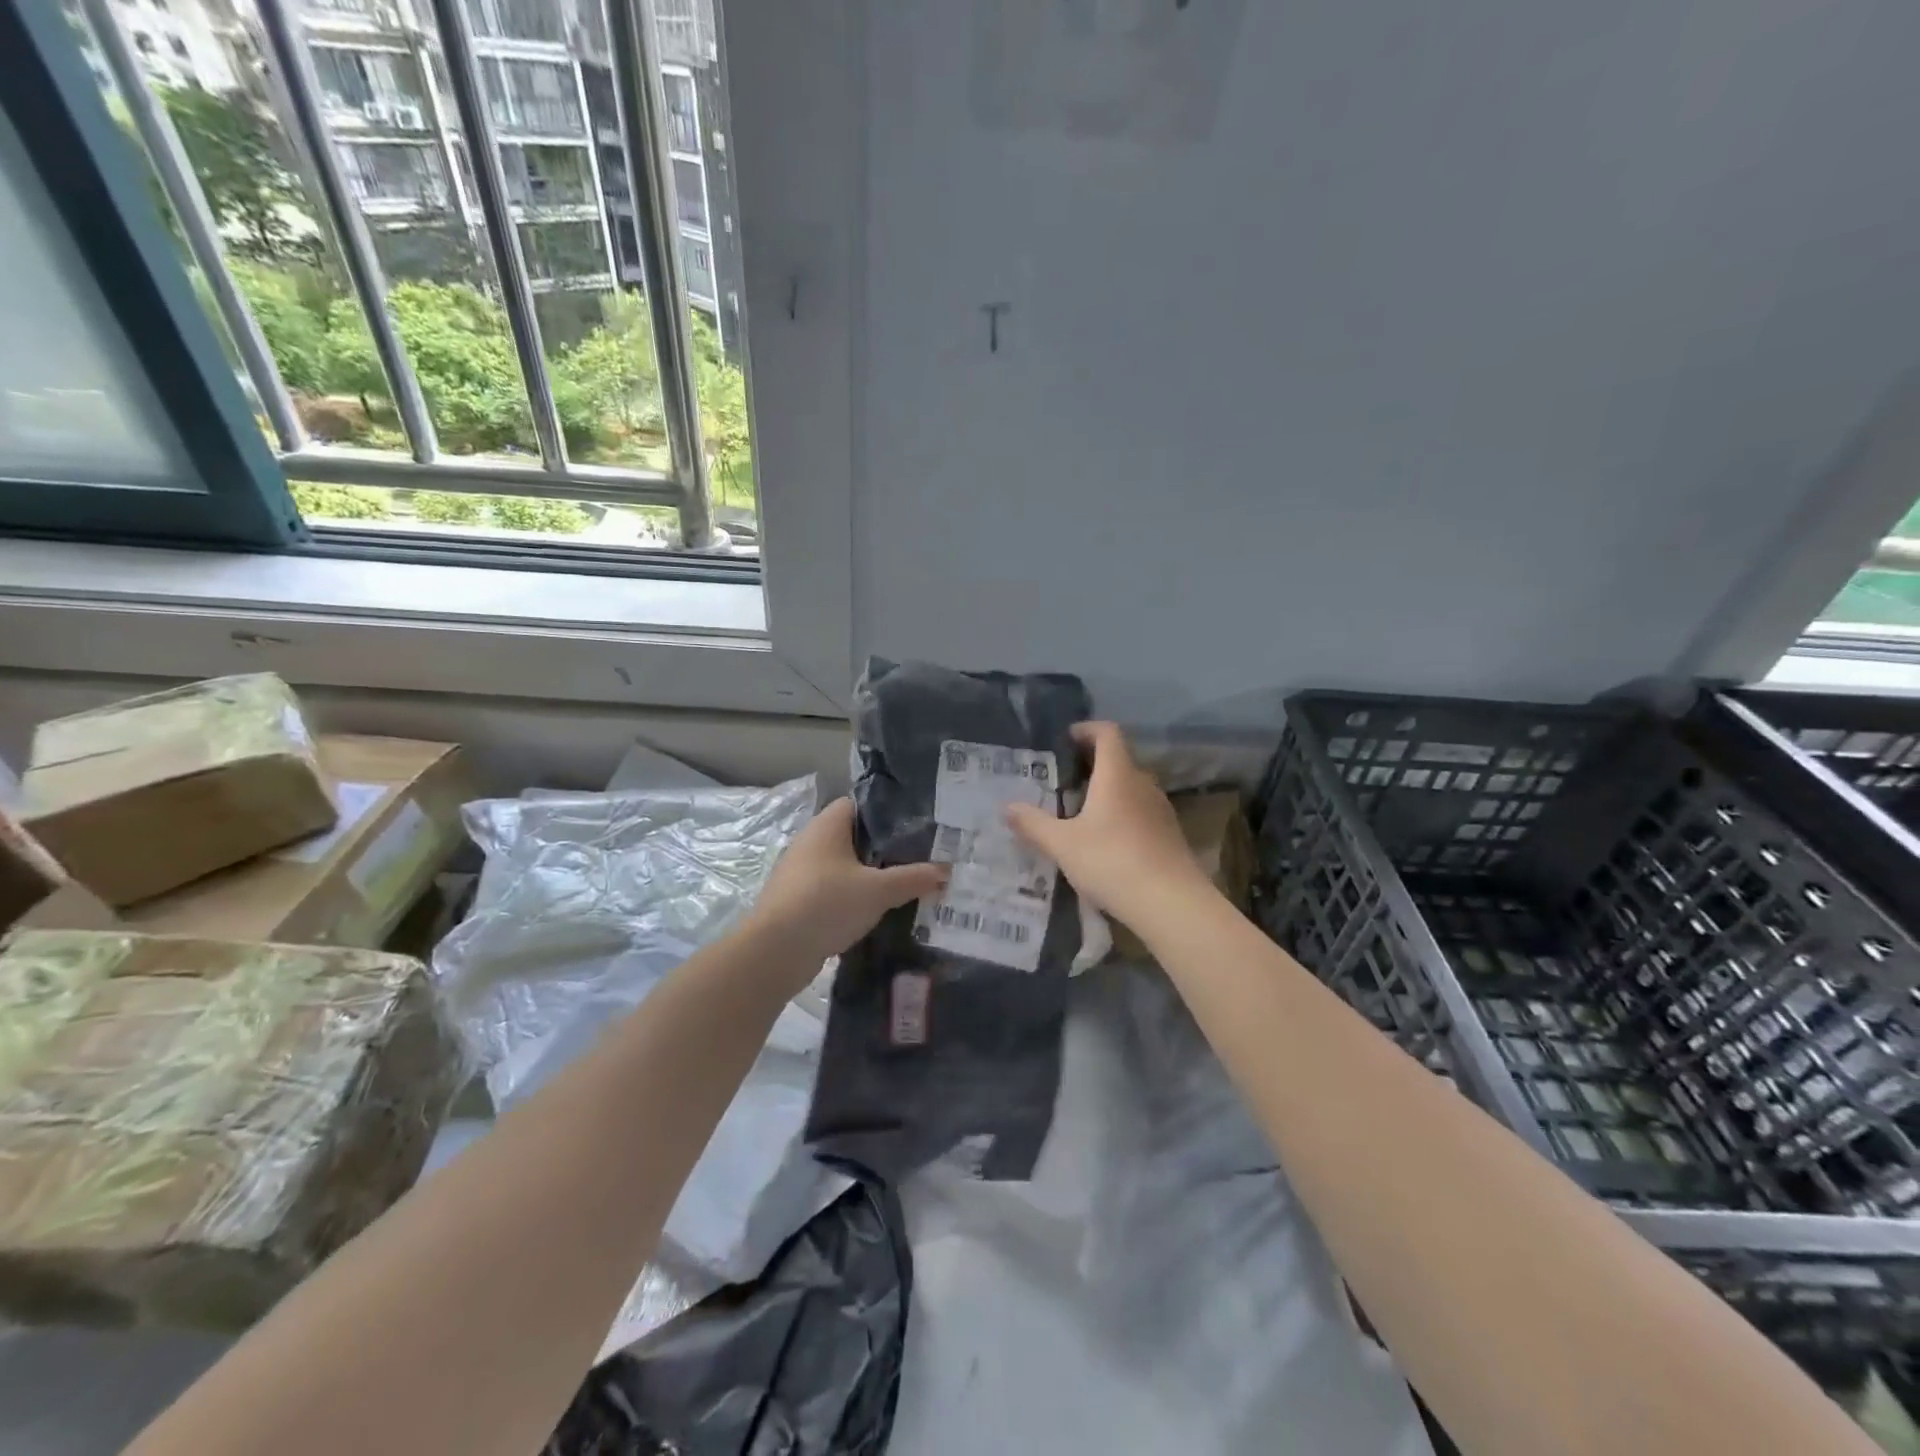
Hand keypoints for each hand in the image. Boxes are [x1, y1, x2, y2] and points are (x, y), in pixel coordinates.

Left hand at [745, 798, 947, 976]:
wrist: (774, 952)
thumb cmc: (826, 904)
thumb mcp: (879, 890)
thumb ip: (914, 878)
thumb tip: (946, 870)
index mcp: (827, 826)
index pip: (860, 804)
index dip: (888, 812)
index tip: (917, 826)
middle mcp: (811, 842)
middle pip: (854, 836)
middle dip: (884, 848)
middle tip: (919, 858)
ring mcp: (801, 872)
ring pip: (844, 866)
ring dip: (869, 876)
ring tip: (904, 886)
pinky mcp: (797, 900)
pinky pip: (833, 890)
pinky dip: (853, 897)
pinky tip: (877, 912)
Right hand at [1004, 722, 1210, 929]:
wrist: (1172, 904)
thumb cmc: (1112, 862)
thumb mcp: (1063, 845)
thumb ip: (1034, 824)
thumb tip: (1007, 807)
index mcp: (1117, 775)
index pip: (1107, 733)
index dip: (1086, 729)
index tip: (1065, 739)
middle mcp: (1142, 784)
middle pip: (1118, 760)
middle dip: (1091, 764)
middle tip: (1061, 781)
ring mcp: (1160, 810)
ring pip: (1130, 788)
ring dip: (1106, 791)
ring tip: (1078, 812)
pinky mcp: (1169, 834)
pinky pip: (1140, 812)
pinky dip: (1120, 814)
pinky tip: (1104, 841)